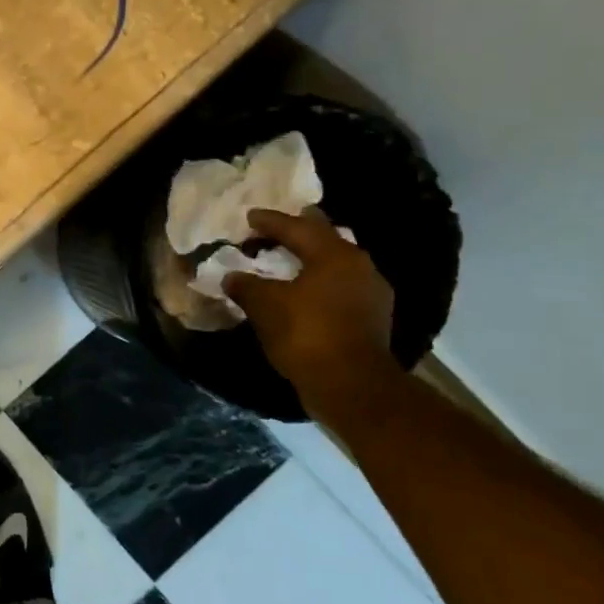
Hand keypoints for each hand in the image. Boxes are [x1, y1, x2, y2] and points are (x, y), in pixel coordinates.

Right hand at [223, 208, 398, 407]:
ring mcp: (371, 292)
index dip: (270, 221)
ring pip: (336, 263)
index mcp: (333, 254)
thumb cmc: (306, 334)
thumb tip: (231, 276)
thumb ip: (246, 285)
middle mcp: (358, 265)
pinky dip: (320, 282)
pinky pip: (341, 286)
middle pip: (324, 238)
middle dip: (299, 231)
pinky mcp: (372, 317)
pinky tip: (305, 291)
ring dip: (312, 258)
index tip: (249, 217)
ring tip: (289, 259)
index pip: (297, 227)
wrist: (352, 386)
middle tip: (276, 228)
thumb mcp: (264, 306)